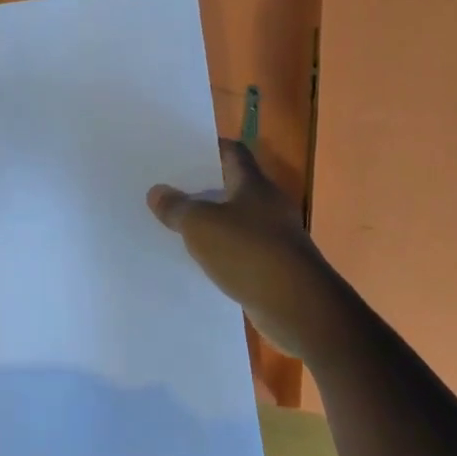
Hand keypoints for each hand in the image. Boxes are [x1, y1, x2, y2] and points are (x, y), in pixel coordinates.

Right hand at [148, 139, 335, 357]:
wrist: (300, 308)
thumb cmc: (250, 253)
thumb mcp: (202, 226)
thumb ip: (177, 207)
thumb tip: (157, 191)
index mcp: (254, 184)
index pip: (232, 151)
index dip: (208, 147)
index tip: (180, 150)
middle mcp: (268, 204)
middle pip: (232, 185)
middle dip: (203, 186)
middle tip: (168, 187)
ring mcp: (274, 237)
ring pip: (236, 220)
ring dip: (212, 221)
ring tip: (176, 223)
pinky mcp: (275, 267)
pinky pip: (241, 250)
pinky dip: (222, 251)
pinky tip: (199, 259)